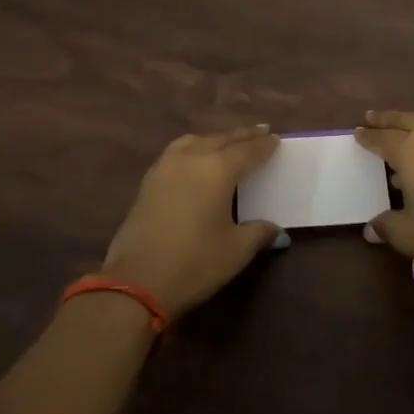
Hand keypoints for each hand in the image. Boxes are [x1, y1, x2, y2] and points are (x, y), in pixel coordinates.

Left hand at [101, 126, 283, 318]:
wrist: (136, 282)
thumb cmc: (195, 262)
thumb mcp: (236, 250)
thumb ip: (259, 233)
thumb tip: (277, 231)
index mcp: (218, 169)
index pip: (248, 150)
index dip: (264, 145)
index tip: (276, 138)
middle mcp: (192, 158)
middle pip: (221, 139)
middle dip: (242, 136)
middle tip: (260, 131)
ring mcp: (165, 166)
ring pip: (196, 141)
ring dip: (215, 139)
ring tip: (227, 142)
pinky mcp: (148, 181)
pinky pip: (177, 152)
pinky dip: (193, 148)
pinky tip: (195, 160)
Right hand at [353, 110, 413, 291]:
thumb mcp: (408, 235)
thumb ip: (387, 226)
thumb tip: (370, 229)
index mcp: (412, 150)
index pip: (382, 138)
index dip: (368, 136)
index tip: (357, 131)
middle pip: (406, 120)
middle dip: (387, 119)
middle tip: (372, 117)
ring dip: (412, 126)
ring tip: (401, 136)